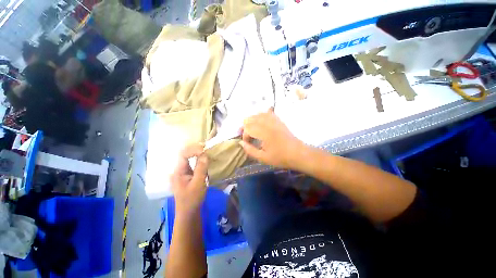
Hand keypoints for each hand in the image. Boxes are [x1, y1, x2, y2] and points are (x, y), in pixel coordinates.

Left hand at [171, 143, 208, 216]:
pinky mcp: (187, 175)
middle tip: (206, 148)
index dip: (193, 150)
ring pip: (189, 158)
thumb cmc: (192, 199)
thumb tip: (205, 154)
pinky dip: (199, 159)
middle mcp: (178, 170)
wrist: (188, 213)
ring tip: (206, 151)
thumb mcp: (198, 184)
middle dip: (195, 149)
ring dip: (197, 153)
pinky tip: (205, 159)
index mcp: (178, 172)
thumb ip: (201, 168)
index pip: (183, 154)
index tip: (204, 150)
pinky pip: (192, 163)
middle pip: (185, 154)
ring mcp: (182, 172)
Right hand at [240, 108, 305, 168]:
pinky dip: (261, 116)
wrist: (298, 153)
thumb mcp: (263, 158)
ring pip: (258, 114)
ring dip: (252, 120)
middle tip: (246, 135)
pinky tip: (260, 121)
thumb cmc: (281, 158)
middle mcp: (268, 124)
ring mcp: (274, 121)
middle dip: (245, 126)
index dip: (244, 136)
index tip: (247, 143)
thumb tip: (241, 143)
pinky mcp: (279, 120)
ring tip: (251, 128)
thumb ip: (250, 150)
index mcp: (264, 133)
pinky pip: (268, 113)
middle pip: (251, 118)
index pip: (248, 128)